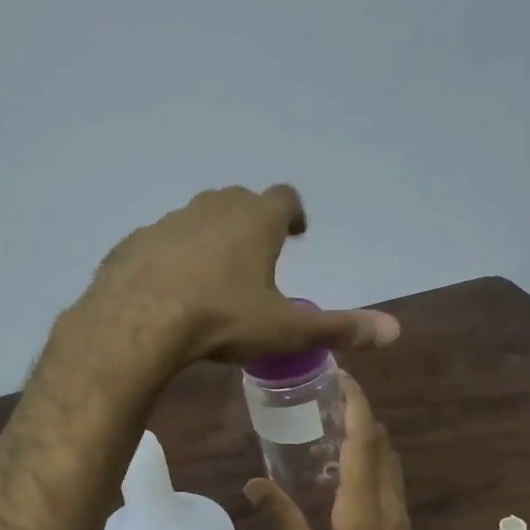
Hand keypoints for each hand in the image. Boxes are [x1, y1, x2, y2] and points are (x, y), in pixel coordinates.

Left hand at [78, 185, 399, 367]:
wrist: (136, 323)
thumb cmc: (221, 320)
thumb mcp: (285, 330)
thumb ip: (339, 328)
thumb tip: (394, 331)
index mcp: (255, 219)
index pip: (284, 197)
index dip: (292, 214)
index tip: (295, 233)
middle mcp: (212, 208)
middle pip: (239, 202)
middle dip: (251, 222)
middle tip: (256, 254)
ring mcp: (168, 221)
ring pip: (196, 219)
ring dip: (209, 238)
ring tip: (212, 275)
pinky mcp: (134, 242)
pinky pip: (160, 243)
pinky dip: (170, 257)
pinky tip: (168, 287)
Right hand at [246, 373, 438, 529]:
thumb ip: (286, 526)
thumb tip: (254, 483)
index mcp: (363, 512)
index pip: (364, 443)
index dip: (356, 405)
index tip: (340, 376)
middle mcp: (387, 506)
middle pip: (381, 444)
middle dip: (358, 412)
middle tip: (321, 396)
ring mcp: (399, 518)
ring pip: (388, 460)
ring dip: (365, 434)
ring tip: (325, 425)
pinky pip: (388, 479)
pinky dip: (368, 458)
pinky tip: (338, 469)